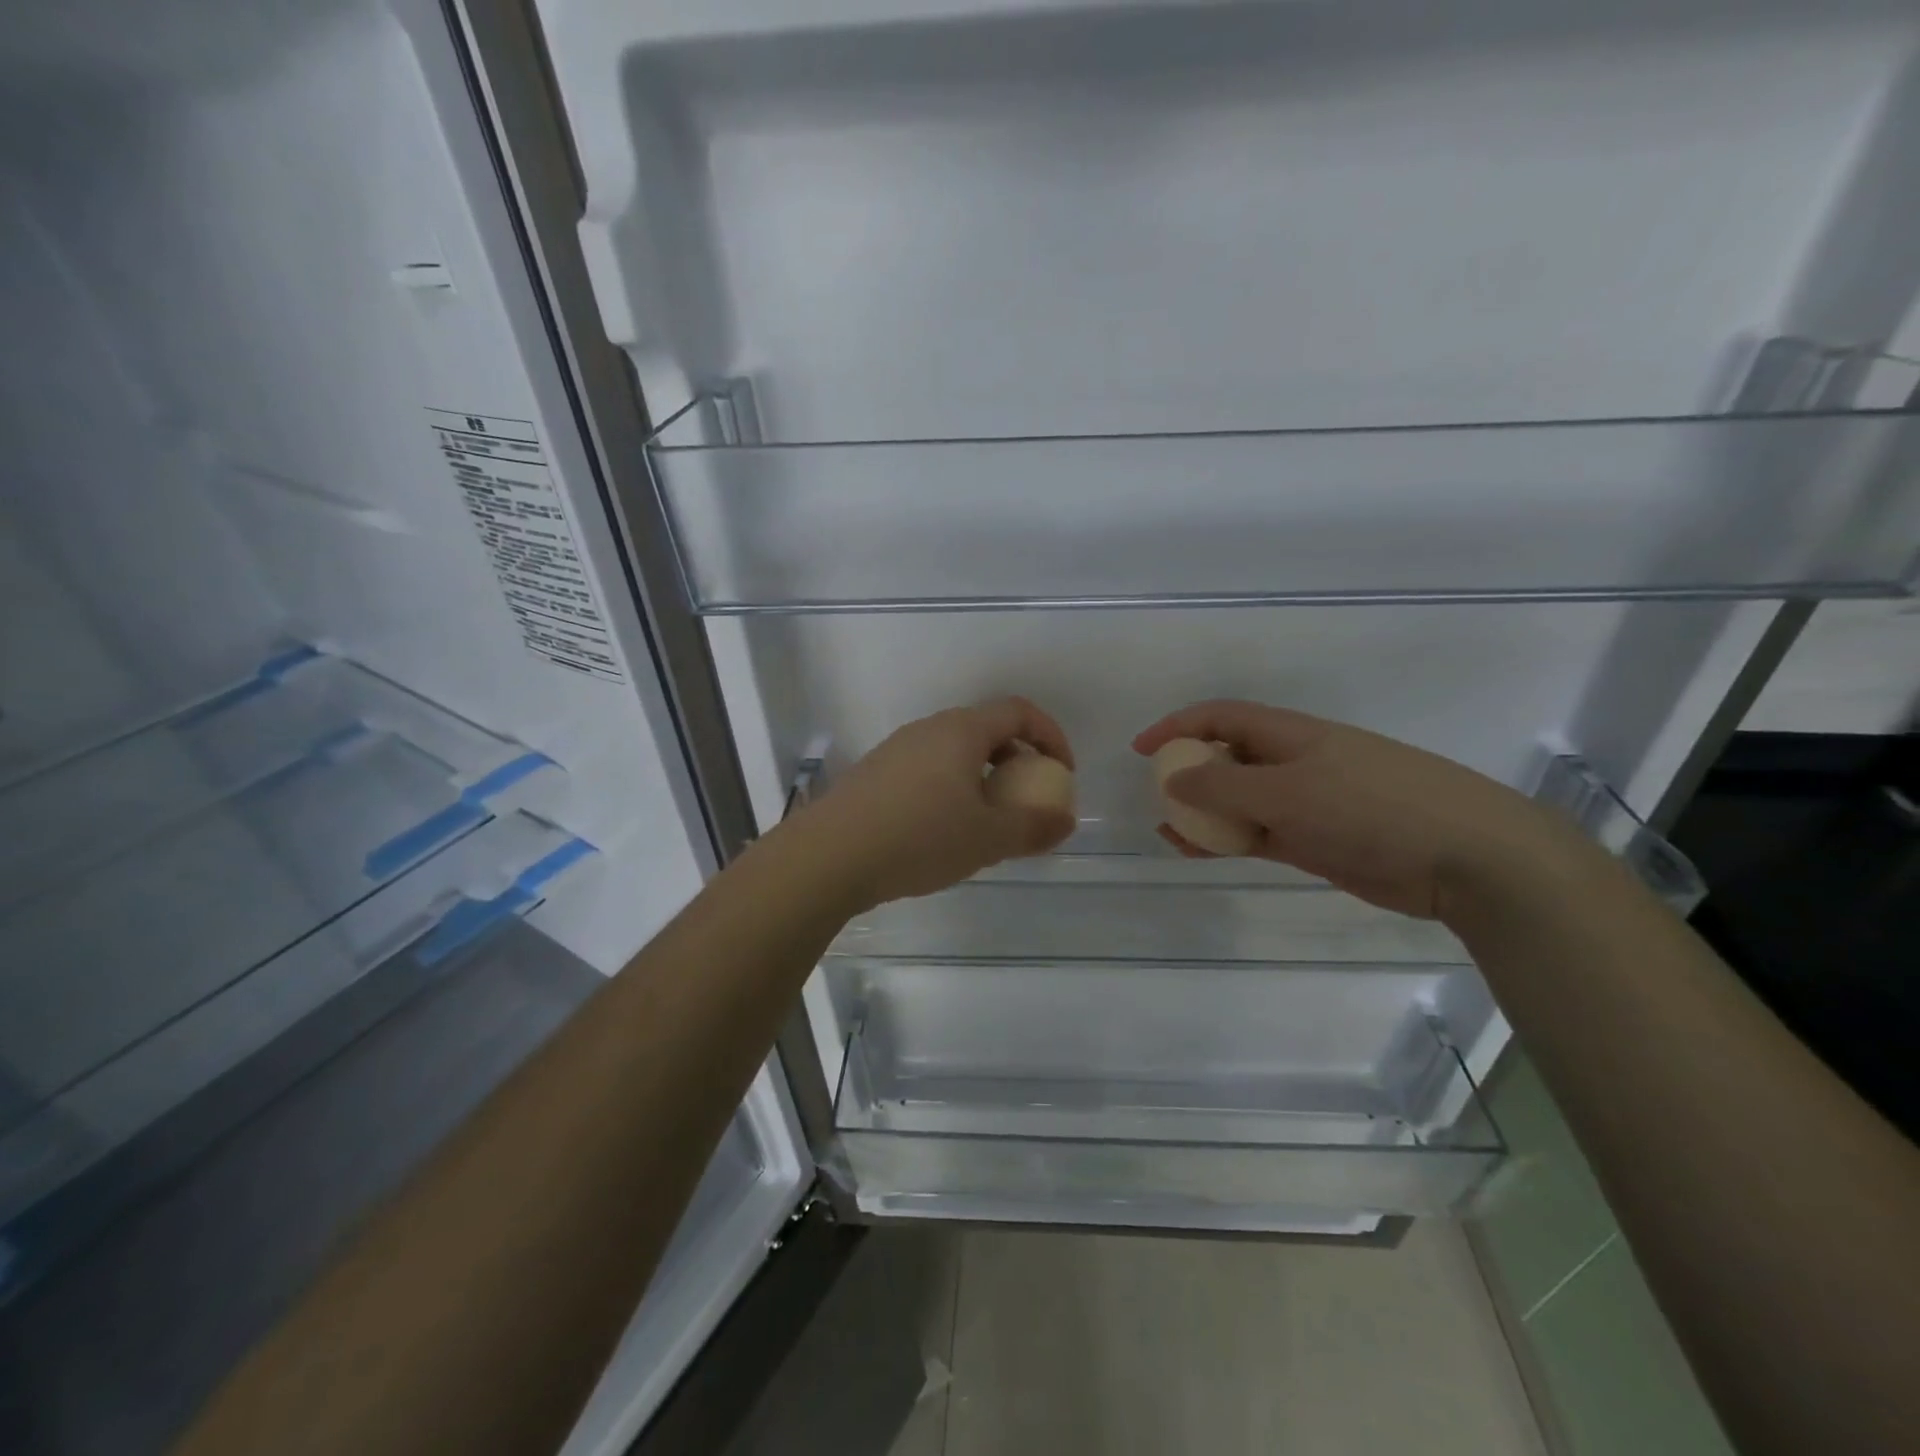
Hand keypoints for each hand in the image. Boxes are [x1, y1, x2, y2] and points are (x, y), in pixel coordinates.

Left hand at [797, 698, 1076, 911]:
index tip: (1062, 773)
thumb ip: (1033, 828)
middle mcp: (928, 730)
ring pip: (954, 752)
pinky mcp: (874, 774)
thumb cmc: (919, 838)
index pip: (1019, 712)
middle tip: (1026, 799)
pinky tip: (942, 832)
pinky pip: (927, 770)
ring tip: (986, 822)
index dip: (1050, 736)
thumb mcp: (987, 838)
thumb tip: (1065, 821)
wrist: (829, 856)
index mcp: (961, 731)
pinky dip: (950, 789)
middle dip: (1016, 760)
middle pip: (986, 729)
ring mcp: (896, 750)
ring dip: (982, 778)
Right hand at [1133, 700, 1577, 919]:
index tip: (1141, 751)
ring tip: (1172, 832)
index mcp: (1290, 734)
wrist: (1465, 857)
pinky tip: (1204, 851)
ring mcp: (1308, 801)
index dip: (1178, 726)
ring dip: (1205, 813)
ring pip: (1241, 800)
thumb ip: (1223, 789)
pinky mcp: (1318, 839)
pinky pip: (1260, 832)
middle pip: (1228, 756)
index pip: (1221, 717)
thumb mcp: (1287, 794)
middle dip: (1189, 772)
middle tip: (1158, 798)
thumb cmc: (1371, 808)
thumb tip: (1172, 780)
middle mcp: (1295, 761)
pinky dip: (1230, 839)